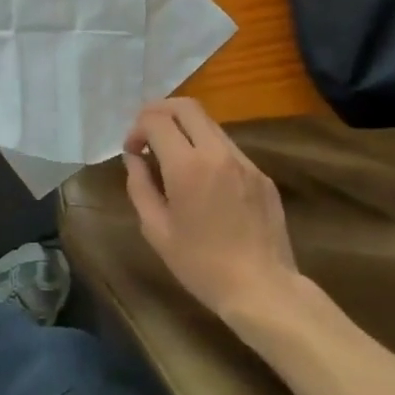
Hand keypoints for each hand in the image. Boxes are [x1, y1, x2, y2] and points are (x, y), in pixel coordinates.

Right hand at [122, 99, 299, 321]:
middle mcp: (217, 153)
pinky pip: (228, 148)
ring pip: (209, 124)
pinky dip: (207, 149)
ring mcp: (244, 161)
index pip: (156, 120)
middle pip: (186, 106)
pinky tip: (202, 180)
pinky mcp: (261, 174)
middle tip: (147, 135)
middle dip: (159, 112)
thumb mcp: (156, 230)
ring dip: (185, 129)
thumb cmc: (201, 265)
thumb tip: (134, 158)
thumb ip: (140, 186)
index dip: (137, 128)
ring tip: (172, 156)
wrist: (262, 289)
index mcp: (188, 166)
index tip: (132, 150)